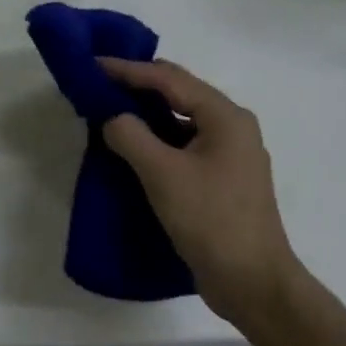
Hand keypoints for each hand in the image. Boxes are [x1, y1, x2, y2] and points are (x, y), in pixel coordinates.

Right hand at [98, 59, 300, 325]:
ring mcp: (230, 156)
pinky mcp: (222, 180)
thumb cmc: (210, 220)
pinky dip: (157, 141)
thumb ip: (131, 136)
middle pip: (179, 94)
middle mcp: (232, 128)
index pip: (170, 79)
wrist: (252, 281)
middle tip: (99, 85)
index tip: (92, 64)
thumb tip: (112, 117)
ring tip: (110, 112)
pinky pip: (184, 146)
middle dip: (139, 87)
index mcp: (225, 117)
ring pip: (181, 121)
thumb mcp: (163, 174)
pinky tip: (134, 149)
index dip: (129, 70)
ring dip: (147, 115)